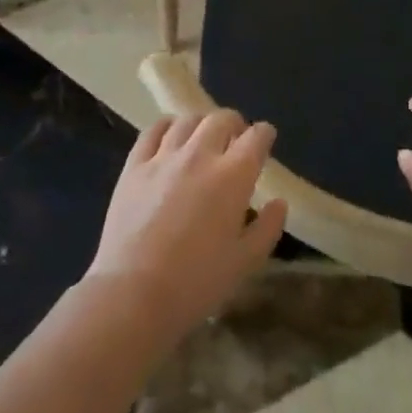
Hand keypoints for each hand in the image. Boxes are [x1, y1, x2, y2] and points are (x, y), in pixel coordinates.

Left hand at [88, 110, 288, 343]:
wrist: (133, 294)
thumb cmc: (196, 283)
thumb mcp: (245, 263)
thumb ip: (268, 228)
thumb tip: (278, 203)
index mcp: (233, 176)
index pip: (256, 137)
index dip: (264, 134)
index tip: (265, 140)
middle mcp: (200, 155)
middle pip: (221, 119)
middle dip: (234, 124)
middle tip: (235, 140)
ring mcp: (164, 157)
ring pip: (188, 120)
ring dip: (202, 124)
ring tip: (203, 139)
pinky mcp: (134, 166)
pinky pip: (153, 131)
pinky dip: (167, 127)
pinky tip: (170, 137)